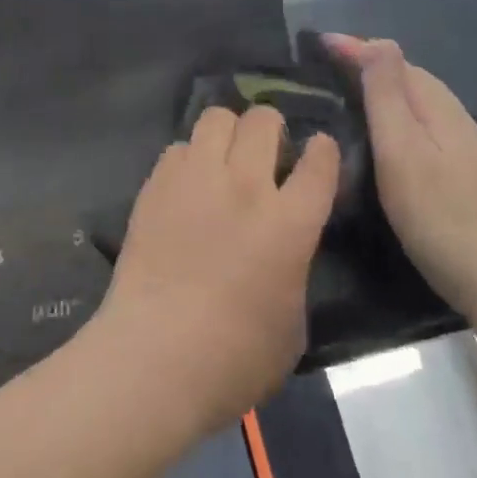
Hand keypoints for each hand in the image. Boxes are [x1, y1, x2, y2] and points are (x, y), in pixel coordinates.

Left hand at [96, 106, 339, 434]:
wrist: (154, 358)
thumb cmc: (234, 360)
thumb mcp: (292, 325)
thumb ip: (294, 271)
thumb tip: (283, 252)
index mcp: (289, 224)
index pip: (319, 163)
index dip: (322, 151)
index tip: (318, 151)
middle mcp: (246, 187)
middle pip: (264, 121)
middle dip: (271, 128)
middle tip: (265, 152)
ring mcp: (197, 178)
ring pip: (218, 117)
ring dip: (228, 132)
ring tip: (224, 156)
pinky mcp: (157, 183)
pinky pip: (179, 146)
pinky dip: (189, 158)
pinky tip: (186, 185)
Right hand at [324, 35, 476, 304]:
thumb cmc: (436, 209)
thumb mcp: (401, 147)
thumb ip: (387, 93)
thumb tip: (377, 40)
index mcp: (434, 101)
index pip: (389, 59)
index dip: (353, 48)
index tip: (318, 43)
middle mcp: (450, 110)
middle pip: (403, 74)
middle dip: (365, 61)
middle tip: (325, 64)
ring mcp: (461, 138)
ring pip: (413, 97)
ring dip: (380, 86)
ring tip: (345, 91)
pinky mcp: (461, 164)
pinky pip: (419, 119)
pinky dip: (394, 111)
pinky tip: (382, 131)